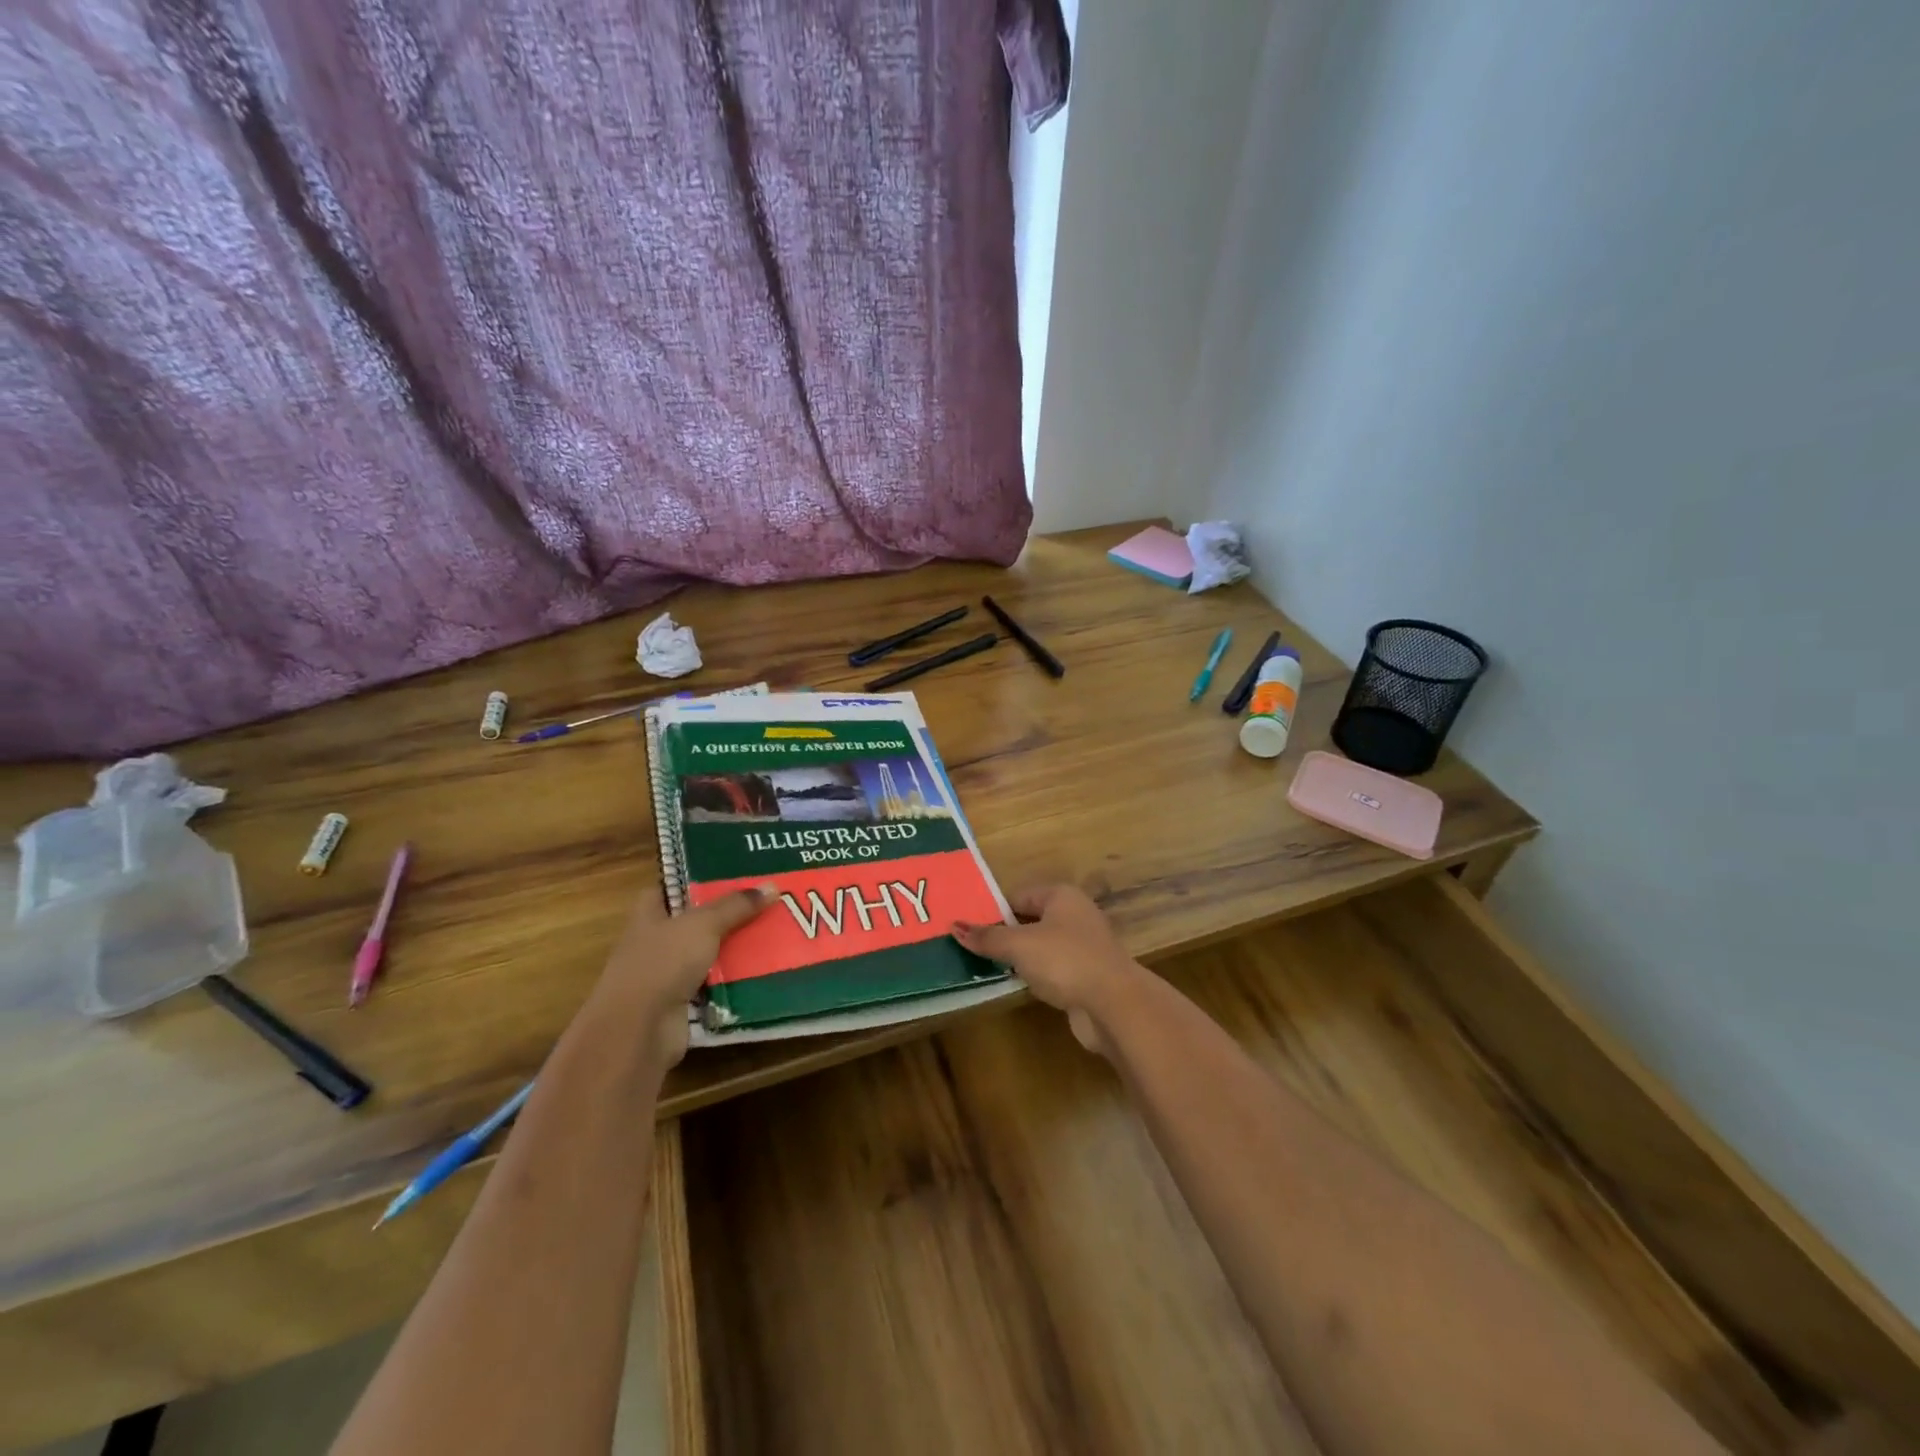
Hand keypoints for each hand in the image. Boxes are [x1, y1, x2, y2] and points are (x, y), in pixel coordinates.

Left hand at [596, 884, 772, 1066]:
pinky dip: (736, 976)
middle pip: (699, 918)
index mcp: (650, 912)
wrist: (638, 1030)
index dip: (703, 877)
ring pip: (711, 950)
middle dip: (731, 911)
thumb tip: (772, 886)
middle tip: (770, 898)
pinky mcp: (683, 1000)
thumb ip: (736, 905)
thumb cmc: (662, 963)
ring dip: (738, 945)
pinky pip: (716, 981)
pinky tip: (767, 966)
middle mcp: (657, 939)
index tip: (738, 871)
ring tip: (778, 929)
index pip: (675, 885)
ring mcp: (669, 971)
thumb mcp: (703, 924)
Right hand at [952, 885, 1142, 1054]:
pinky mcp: (1087, 975)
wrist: (1114, 1004)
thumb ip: (987, 937)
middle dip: (1005, 934)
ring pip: (1042, 946)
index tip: (969, 928)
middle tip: (973, 948)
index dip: (994, 910)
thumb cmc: (1065, 960)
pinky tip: (1020, 986)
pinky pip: (1053, 969)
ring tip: (989, 968)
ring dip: (1021, 958)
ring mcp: (1084, 946)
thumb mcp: (1019, 945)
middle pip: (1031, 920)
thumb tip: (954, 927)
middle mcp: (1076, 915)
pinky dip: (1037, 976)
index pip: (1019, 895)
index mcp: (1062, 896)